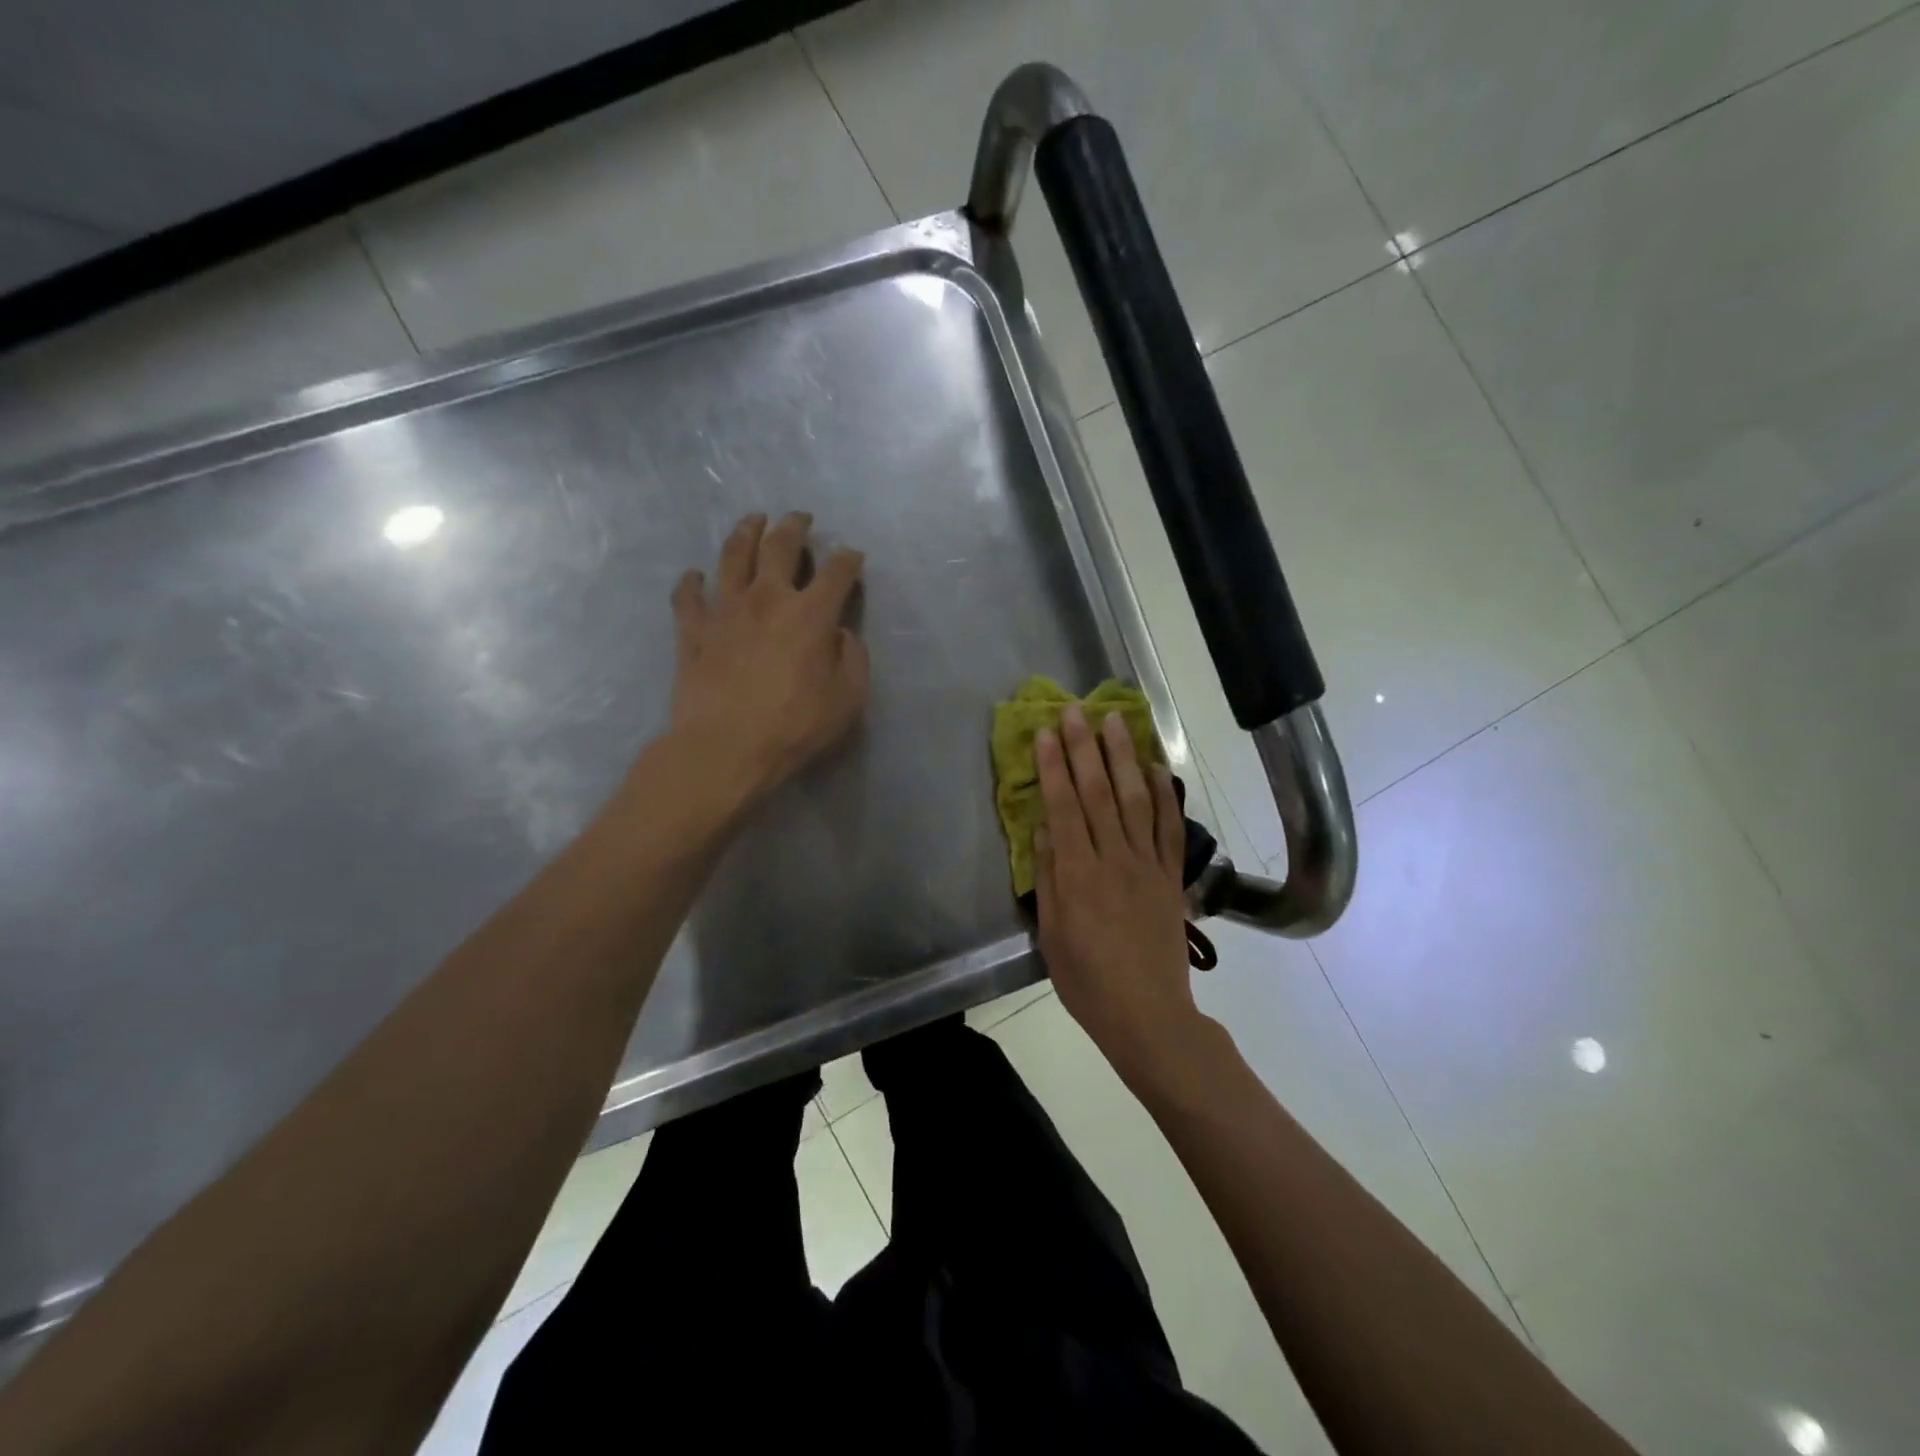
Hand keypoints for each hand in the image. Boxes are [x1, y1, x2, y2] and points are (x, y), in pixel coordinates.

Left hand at [667, 511, 868, 803]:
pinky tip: (695, 575)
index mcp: (810, 614)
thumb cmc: (794, 726)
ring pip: (733, 555)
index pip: (836, 572)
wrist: (726, 748)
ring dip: (745, 532)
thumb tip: (842, 634)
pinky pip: (687, 596)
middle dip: (793, 526)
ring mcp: (724, 610)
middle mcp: (767, 598)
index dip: (848, 559)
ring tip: (753, 521)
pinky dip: (691, 582)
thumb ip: (852, 659)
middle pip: (780, 546)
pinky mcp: (693, 631)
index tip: (853, 555)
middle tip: (799, 518)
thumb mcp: (848, 699)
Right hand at [1034, 704, 1202, 1079]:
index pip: (1063, 807)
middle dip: (1084, 748)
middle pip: (1098, 793)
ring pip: (1135, 800)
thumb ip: (1049, 878)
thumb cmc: (1088, 981)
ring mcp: (1148, 865)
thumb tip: (1043, 829)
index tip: (1045, 733)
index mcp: (1079, 875)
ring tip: (1114, 722)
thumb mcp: (1052, 935)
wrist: (1149, 1015)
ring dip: (1123, 758)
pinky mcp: (1170, 876)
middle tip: (1075, 710)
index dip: (1053, 767)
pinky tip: (1156, 767)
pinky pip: (1170, 828)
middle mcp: (1115, 859)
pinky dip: (1164, 794)